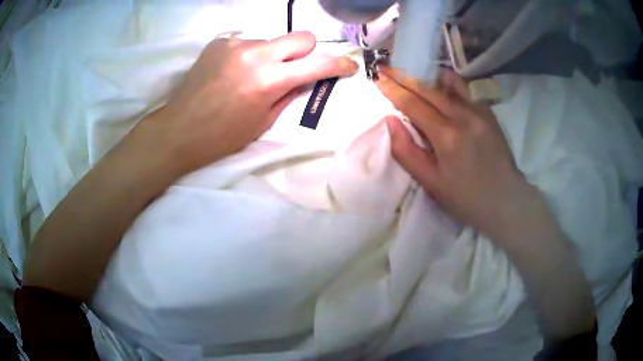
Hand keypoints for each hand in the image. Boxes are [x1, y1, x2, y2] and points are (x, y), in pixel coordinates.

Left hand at [144, 31, 358, 172]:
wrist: (179, 129)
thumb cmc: (222, 136)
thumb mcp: (263, 122)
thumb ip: (289, 95)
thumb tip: (304, 80)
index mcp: (269, 80)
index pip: (318, 64)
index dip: (339, 65)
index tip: (347, 67)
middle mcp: (256, 54)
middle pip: (302, 36)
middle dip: (307, 51)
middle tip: (295, 68)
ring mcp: (236, 44)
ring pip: (271, 41)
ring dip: (272, 55)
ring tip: (251, 76)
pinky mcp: (220, 42)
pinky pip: (247, 43)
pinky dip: (249, 55)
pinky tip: (233, 72)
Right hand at [376, 67, 538, 239]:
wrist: (506, 201)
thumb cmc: (466, 199)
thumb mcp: (431, 184)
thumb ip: (407, 152)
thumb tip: (391, 121)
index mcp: (446, 136)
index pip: (413, 105)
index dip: (393, 90)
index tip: (378, 77)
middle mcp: (463, 116)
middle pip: (428, 89)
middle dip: (404, 77)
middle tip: (387, 67)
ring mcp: (479, 112)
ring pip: (448, 84)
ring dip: (427, 76)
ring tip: (411, 71)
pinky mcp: (489, 114)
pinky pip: (466, 90)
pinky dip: (450, 82)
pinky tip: (442, 81)